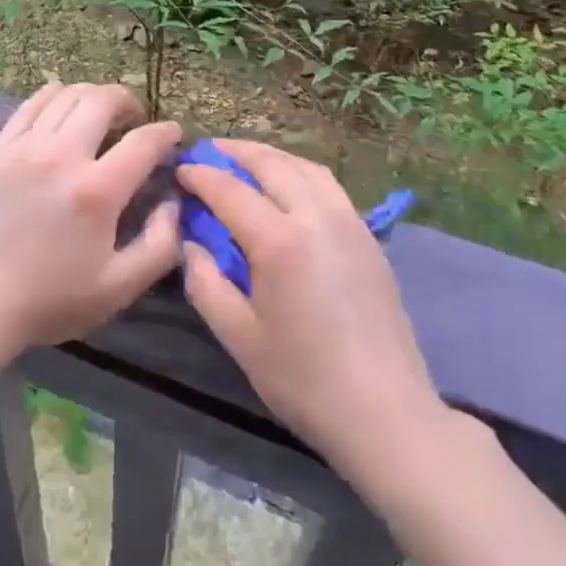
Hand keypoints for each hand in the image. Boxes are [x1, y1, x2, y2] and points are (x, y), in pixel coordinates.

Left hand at [0, 81, 182, 349]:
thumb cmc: (52, 299)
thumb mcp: (120, 287)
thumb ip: (160, 244)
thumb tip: (172, 201)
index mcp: (96, 191)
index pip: (143, 142)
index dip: (165, 132)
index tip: (173, 133)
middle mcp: (61, 156)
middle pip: (102, 100)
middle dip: (127, 101)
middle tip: (133, 119)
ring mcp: (24, 148)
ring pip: (66, 95)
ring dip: (92, 97)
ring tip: (99, 114)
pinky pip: (31, 104)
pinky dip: (54, 97)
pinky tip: (62, 111)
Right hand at [178, 140, 445, 487]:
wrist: (385, 413)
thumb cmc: (304, 379)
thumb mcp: (239, 337)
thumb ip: (206, 282)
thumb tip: (192, 242)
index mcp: (280, 240)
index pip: (229, 189)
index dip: (200, 175)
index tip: (180, 170)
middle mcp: (315, 216)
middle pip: (270, 163)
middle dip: (234, 151)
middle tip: (207, 152)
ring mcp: (348, 221)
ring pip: (303, 166)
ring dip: (269, 156)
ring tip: (244, 161)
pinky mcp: (367, 235)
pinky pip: (327, 184)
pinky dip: (298, 170)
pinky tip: (287, 186)